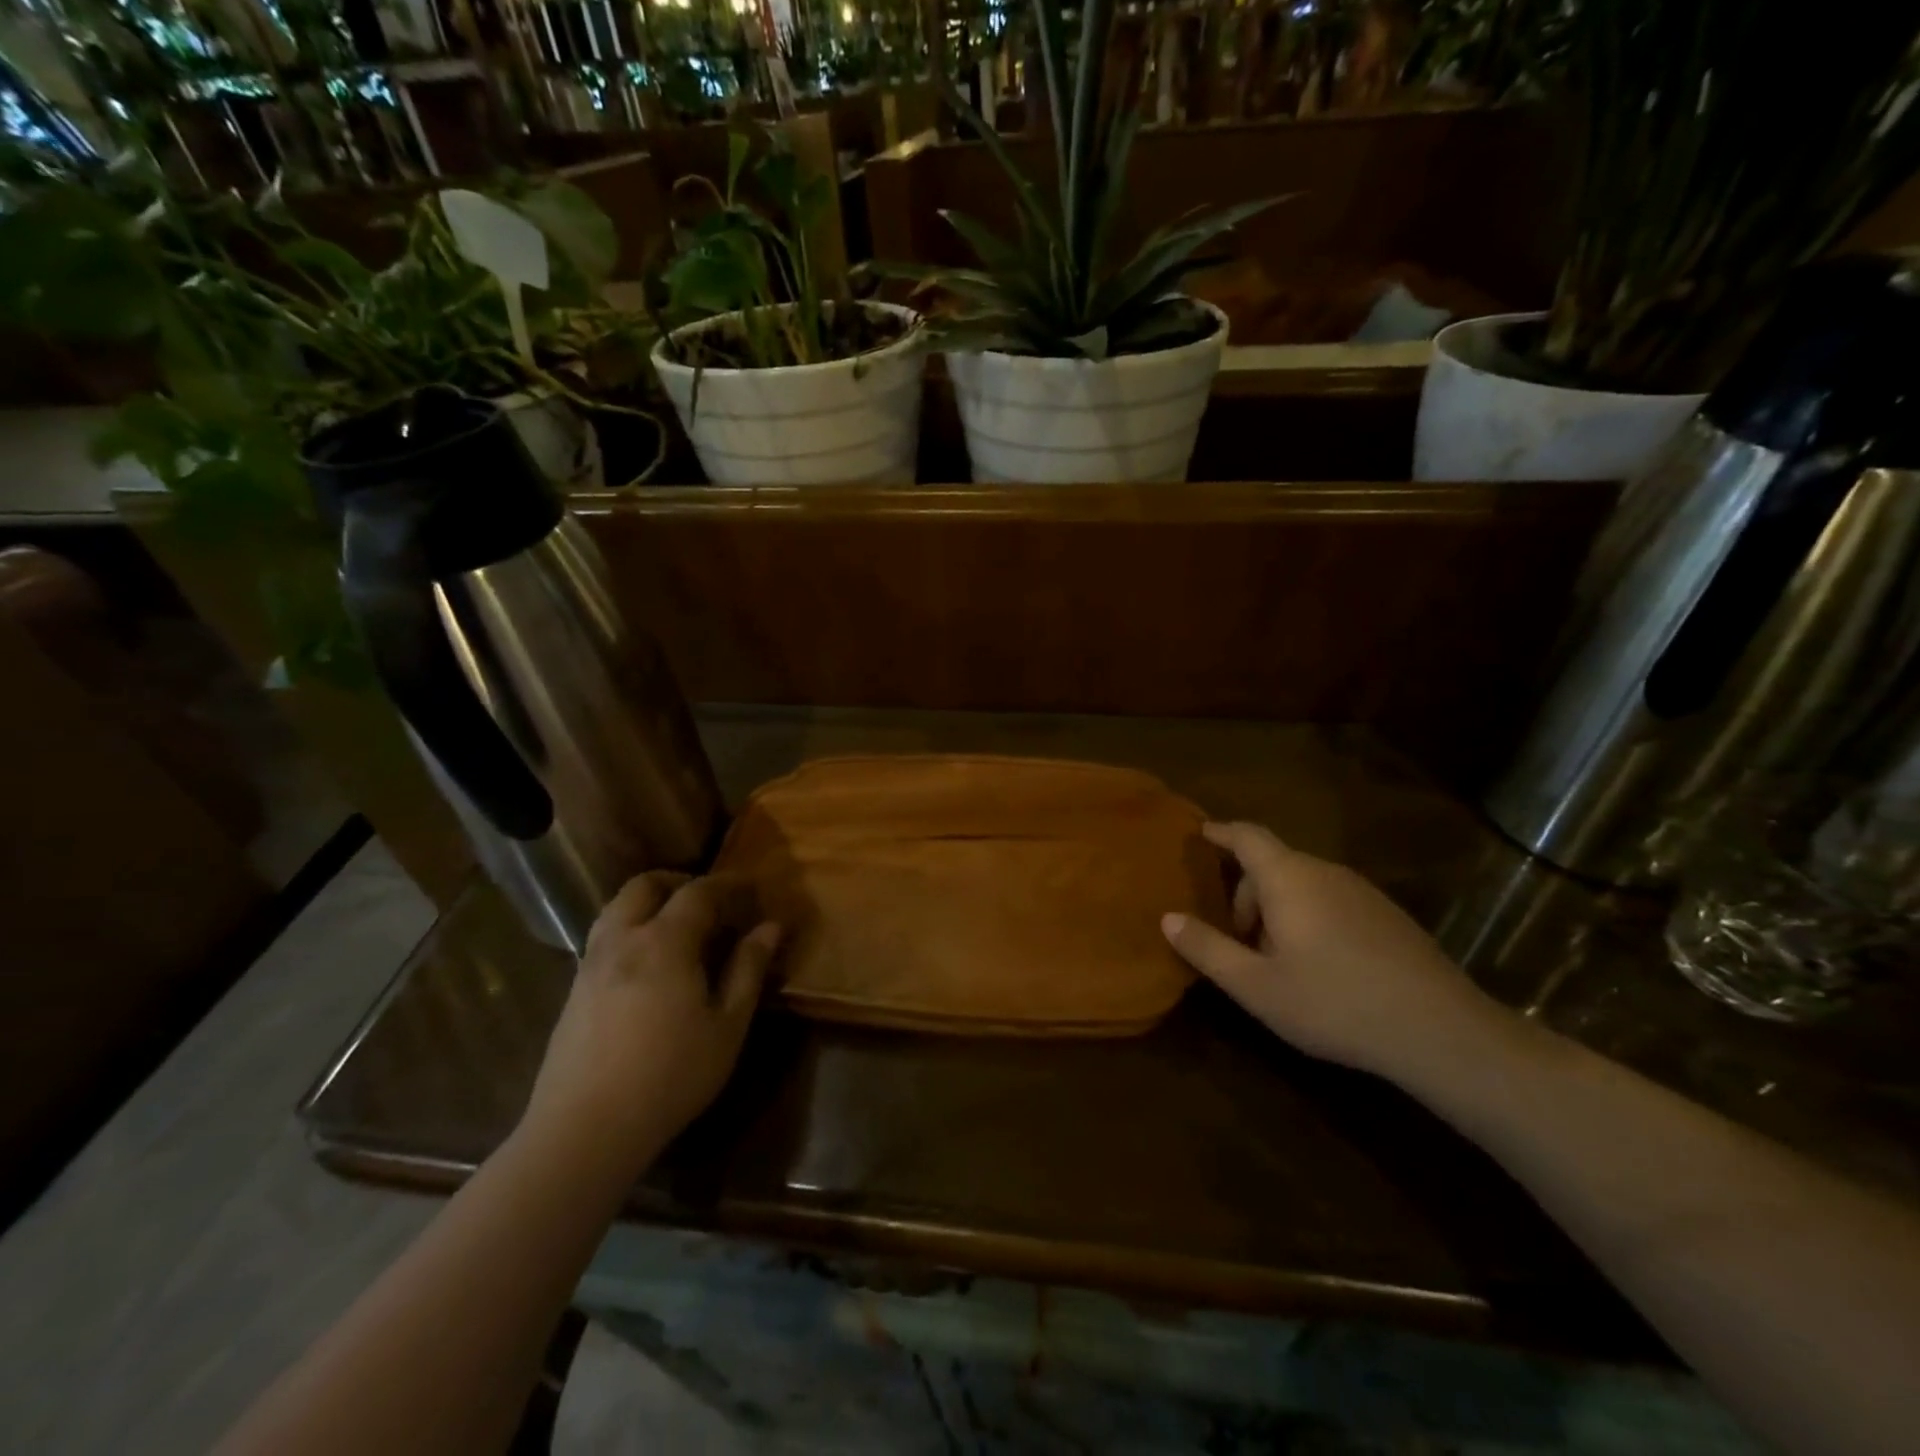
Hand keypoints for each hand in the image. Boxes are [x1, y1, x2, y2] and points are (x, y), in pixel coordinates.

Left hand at [523, 871, 780, 1170]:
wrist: (584, 1130)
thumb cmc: (670, 1076)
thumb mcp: (727, 1025)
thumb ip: (748, 969)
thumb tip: (769, 927)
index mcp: (664, 942)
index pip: (698, 892)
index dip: (726, 884)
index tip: (750, 887)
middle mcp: (622, 940)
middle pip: (644, 885)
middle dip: (678, 882)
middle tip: (708, 901)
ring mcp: (591, 964)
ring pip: (615, 908)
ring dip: (648, 902)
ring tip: (676, 927)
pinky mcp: (573, 990)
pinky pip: (603, 937)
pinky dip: (629, 929)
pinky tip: (647, 964)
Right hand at [1161, 822, 1509, 1085]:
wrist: (1440, 1031)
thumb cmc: (1334, 1002)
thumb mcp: (1256, 986)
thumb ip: (1207, 948)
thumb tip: (1168, 918)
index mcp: (1289, 879)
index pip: (1247, 836)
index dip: (1220, 832)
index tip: (1199, 833)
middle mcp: (1326, 873)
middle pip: (1273, 865)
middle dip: (1246, 894)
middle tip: (1235, 940)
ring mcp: (1363, 893)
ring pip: (1304, 885)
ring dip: (1278, 910)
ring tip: (1274, 960)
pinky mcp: (1388, 917)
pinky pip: (1332, 901)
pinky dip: (1309, 918)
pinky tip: (1319, 968)